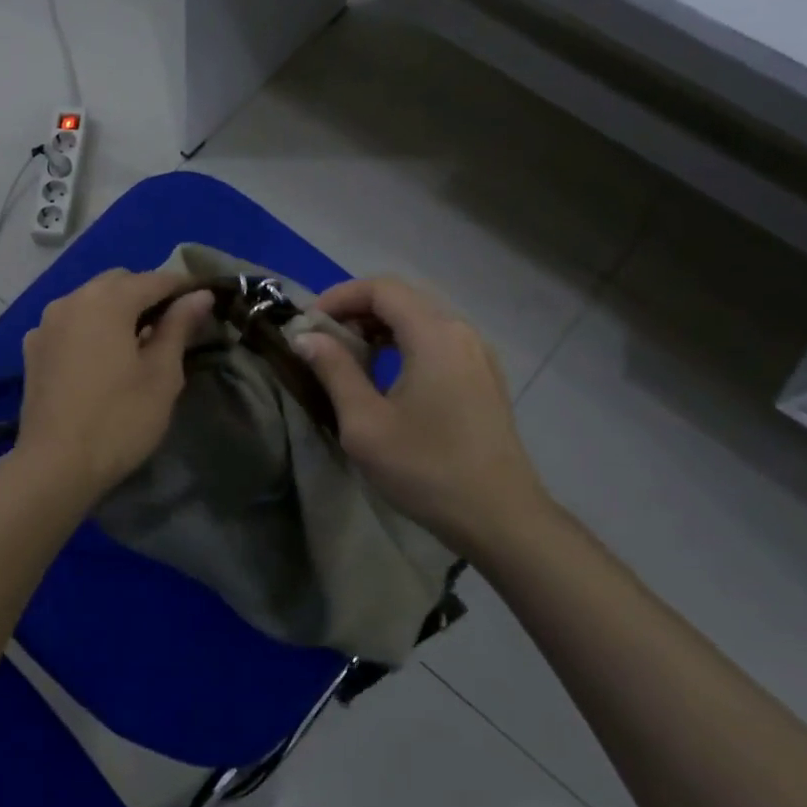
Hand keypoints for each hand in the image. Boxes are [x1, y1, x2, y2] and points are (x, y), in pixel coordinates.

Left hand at [15, 270, 214, 499]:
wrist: (55, 466)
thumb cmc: (119, 419)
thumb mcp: (162, 375)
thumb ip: (179, 327)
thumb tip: (199, 295)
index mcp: (107, 301)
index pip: (155, 280)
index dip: (184, 287)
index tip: (206, 299)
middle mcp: (72, 300)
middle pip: (119, 282)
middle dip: (147, 294)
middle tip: (173, 325)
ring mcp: (46, 324)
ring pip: (90, 300)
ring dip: (117, 309)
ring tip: (138, 340)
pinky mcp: (33, 349)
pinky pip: (70, 323)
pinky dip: (90, 327)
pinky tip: (101, 355)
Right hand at [293, 276, 551, 550]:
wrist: (500, 518)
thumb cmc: (426, 469)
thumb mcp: (365, 423)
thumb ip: (334, 370)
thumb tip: (307, 337)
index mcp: (435, 334)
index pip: (381, 288)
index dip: (339, 297)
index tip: (308, 324)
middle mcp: (461, 332)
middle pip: (403, 298)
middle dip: (356, 310)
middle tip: (322, 339)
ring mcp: (478, 354)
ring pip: (421, 319)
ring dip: (380, 327)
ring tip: (347, 356)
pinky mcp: (483, 376)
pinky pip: (437, 341)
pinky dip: (404, 343)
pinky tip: (385, 374)